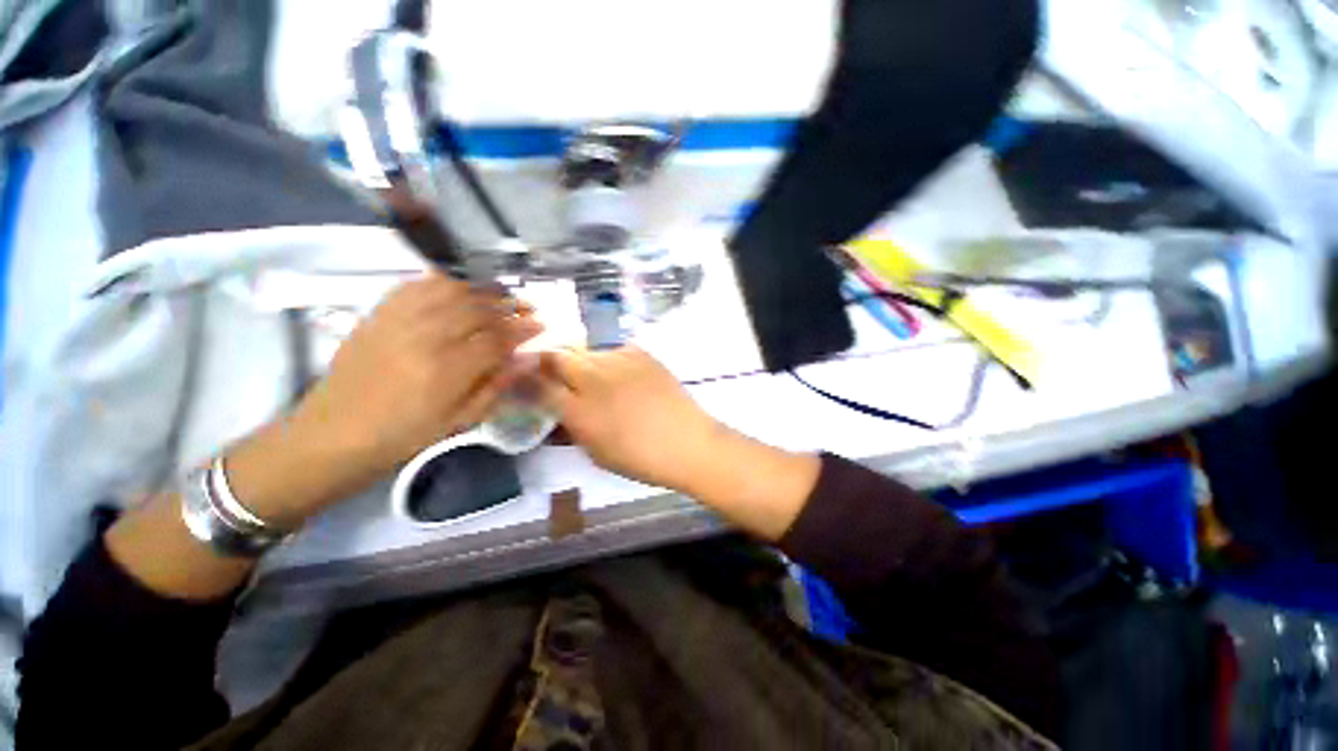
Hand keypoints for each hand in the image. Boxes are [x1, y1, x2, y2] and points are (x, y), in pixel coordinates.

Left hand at [227, 273, 542, 519]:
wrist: (333, 435)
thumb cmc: (404, 436)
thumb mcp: (460, 421)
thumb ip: (497, 386)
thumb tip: (529, 359)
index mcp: (446, 372)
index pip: (496, 339)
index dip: (522, 329)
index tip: (541, 325)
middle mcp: (424, 338)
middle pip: (476, 309)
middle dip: (508, 304)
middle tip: (527, 307)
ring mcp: (397, 322)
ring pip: (449, 290)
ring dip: (481, 288)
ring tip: (500, 293)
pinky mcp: (377, 314)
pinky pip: (415, 286)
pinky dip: (443, 281)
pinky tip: (459, 286)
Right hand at [532, 346, 719, 491]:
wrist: (686, 442)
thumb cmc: (639, 458)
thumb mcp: (594, 451)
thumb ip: (569, 426)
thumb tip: (554, 411)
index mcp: (578, 409)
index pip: (538, 384)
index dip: (528, 380)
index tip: (527, 382)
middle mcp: (593, 377)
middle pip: (558, 356)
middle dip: (552, 364)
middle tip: (561, 378)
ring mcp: (618, 360)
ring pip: (587, 352)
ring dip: (584, 364)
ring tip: (600, 382)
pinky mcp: (640, 352)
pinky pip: (615, 350)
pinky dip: (612, 362)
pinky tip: (625, 377)